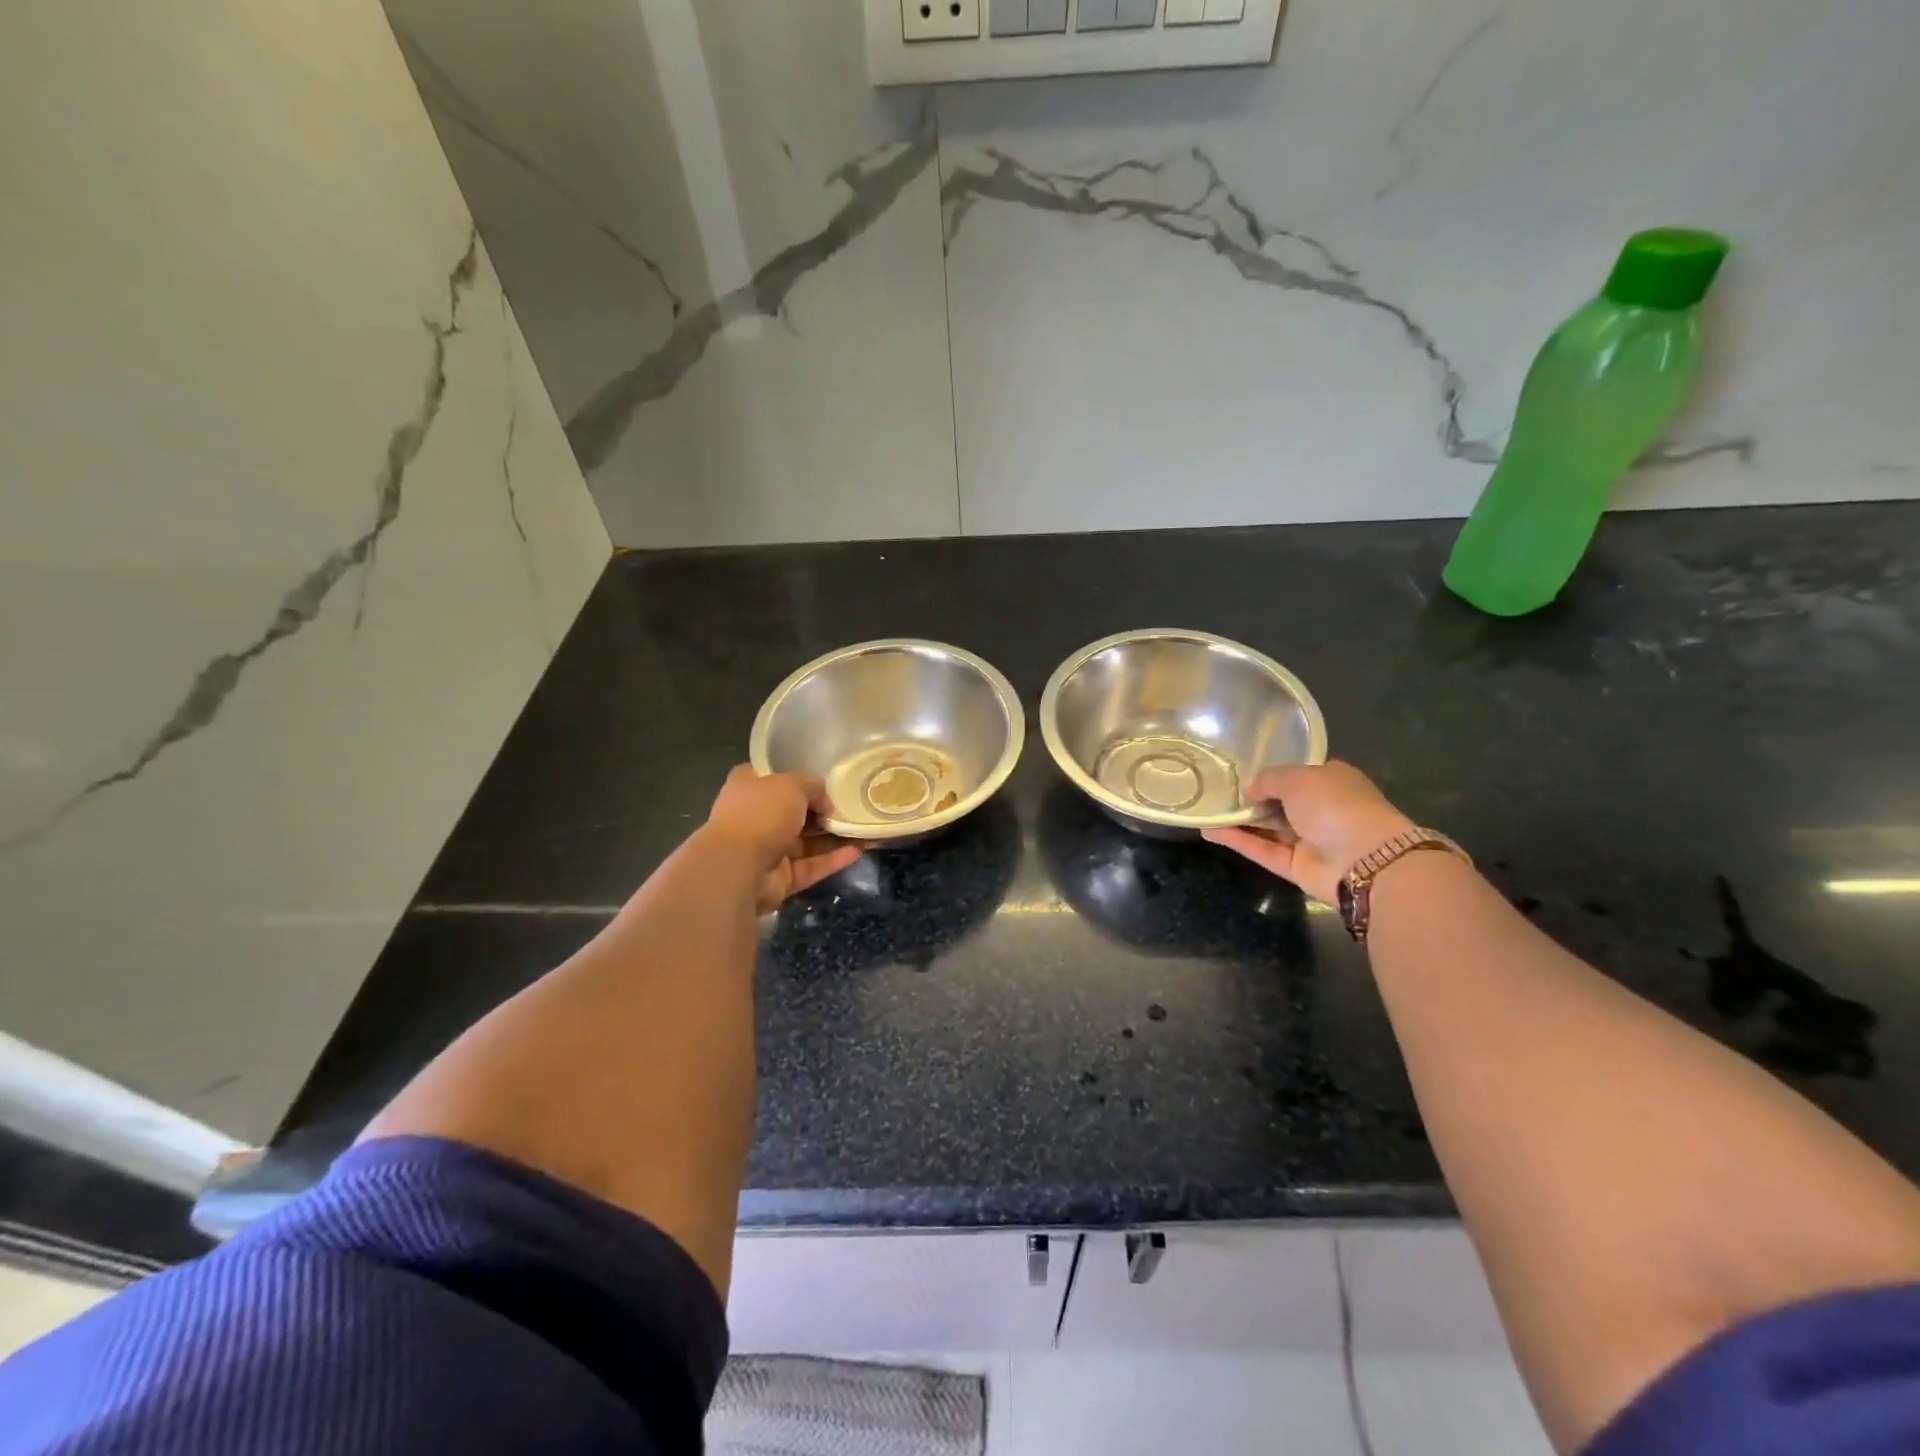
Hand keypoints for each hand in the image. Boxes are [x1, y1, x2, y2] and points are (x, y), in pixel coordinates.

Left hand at [703, 765, 862, 913]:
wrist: (737, 868)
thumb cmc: (761, 813)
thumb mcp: (792, 784)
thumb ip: (813, 786)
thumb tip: (825, 804)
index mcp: (748, 789)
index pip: (771, 778)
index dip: (795, 778)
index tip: (822, 780)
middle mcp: (755, 818)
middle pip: (793, 812)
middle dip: (822, 811)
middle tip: (852, 807)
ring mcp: (766, 850)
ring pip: (806, 842)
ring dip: (833, 837)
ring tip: (863, 830)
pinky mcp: (779, 879)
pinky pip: (811, 866)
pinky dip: (833, 859)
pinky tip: (858, 851)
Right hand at [1203, 761, 1414, 904]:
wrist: (1364, 860)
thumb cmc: (1335, 805)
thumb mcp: (1298, 778)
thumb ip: (1269, 779)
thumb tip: (1250, 790)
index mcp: (1330, 781)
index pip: (1296, 775)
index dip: (1269, 773)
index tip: (1238, 772)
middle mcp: (1320, 809)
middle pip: (1278, 802)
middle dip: (1250, 798)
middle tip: (1215, 791)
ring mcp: (1308, 839)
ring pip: (1267, 828)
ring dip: (1238, 820)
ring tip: (1205, 811)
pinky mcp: (1295, 866)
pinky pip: (1262, 850)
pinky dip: (1238, 840)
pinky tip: (1209, 831)